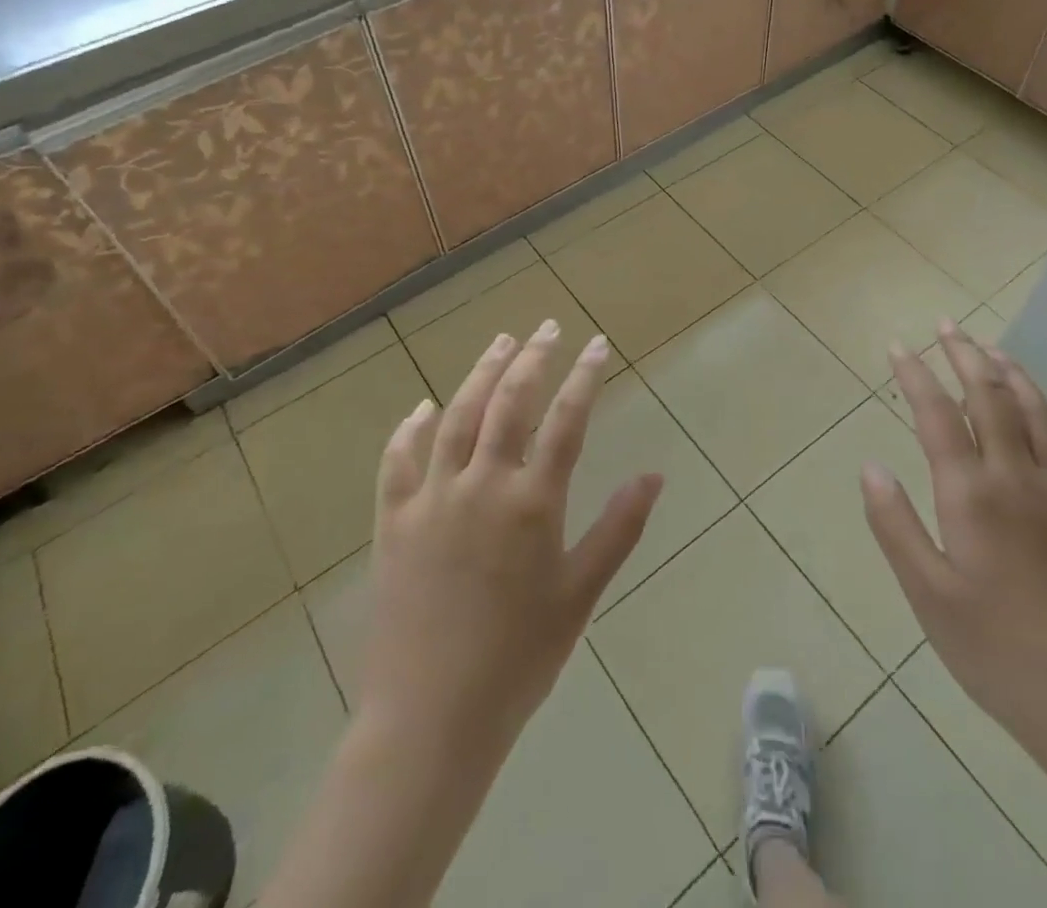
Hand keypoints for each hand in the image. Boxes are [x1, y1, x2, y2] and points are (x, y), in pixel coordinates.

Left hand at [355, 321, 662, 764]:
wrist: (431, 718)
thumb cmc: (519, 659)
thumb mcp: (581, 594)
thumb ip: (618, 528)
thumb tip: (654, 474)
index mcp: (532, 502)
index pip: (566, 420)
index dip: (585, 376)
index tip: (598, 343)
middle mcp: (481, 485)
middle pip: (509, 402)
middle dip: (532, 358)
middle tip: (547, 328)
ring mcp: (432, 498)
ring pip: (457, 416)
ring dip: (480, 374)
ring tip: (500, 342)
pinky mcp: (393, 521)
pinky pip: (398, 461)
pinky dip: (410, 429)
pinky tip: (422, 407)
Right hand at [861, 323, 1046, 763]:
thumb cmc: (996, 651)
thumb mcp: (927, 595)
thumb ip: (894, 525)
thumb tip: (870, 466)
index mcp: (971, 495)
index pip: (936, 414)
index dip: (915, 374)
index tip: (899, 346)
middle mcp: (1018, 478)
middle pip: (990, 397)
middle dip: (965, 355)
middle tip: (948, 326)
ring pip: (1038, 413)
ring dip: (1013, 375)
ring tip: (993, 350)